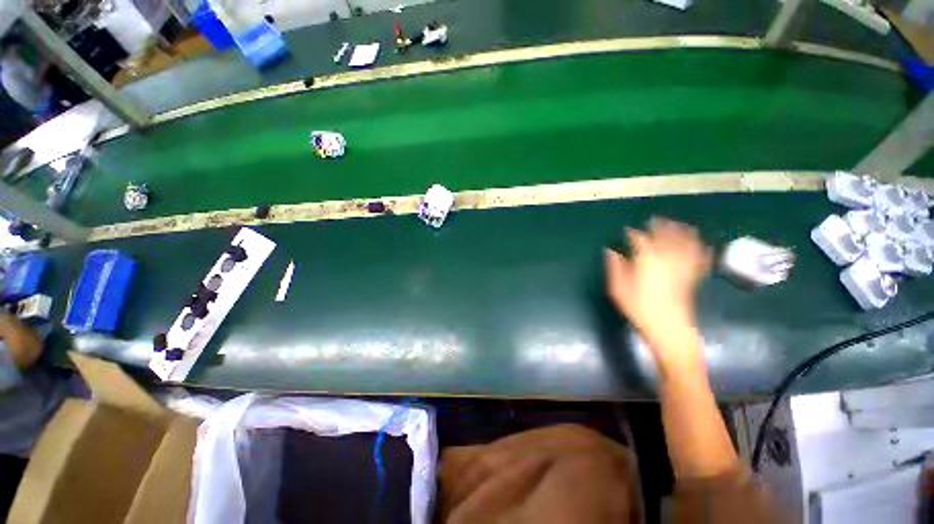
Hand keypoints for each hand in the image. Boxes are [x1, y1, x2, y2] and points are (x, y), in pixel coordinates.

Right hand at [604, 217, 711, 375]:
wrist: (669, 328)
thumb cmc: (639, 308)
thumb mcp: (618, 289)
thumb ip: (615, 268)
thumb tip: (610, 252)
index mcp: (647, 260)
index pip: (641, 240)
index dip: (634, 234)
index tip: (628, 231)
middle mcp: (667, 259)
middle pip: (666, 237)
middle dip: (661, 226)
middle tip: (657, 220)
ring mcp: (682, 267)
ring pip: (685, 244)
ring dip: (682, 232)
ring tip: (680, 224)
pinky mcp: (692, 277)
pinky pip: (699, 259)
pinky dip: (701, 250)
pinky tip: (703, 245)